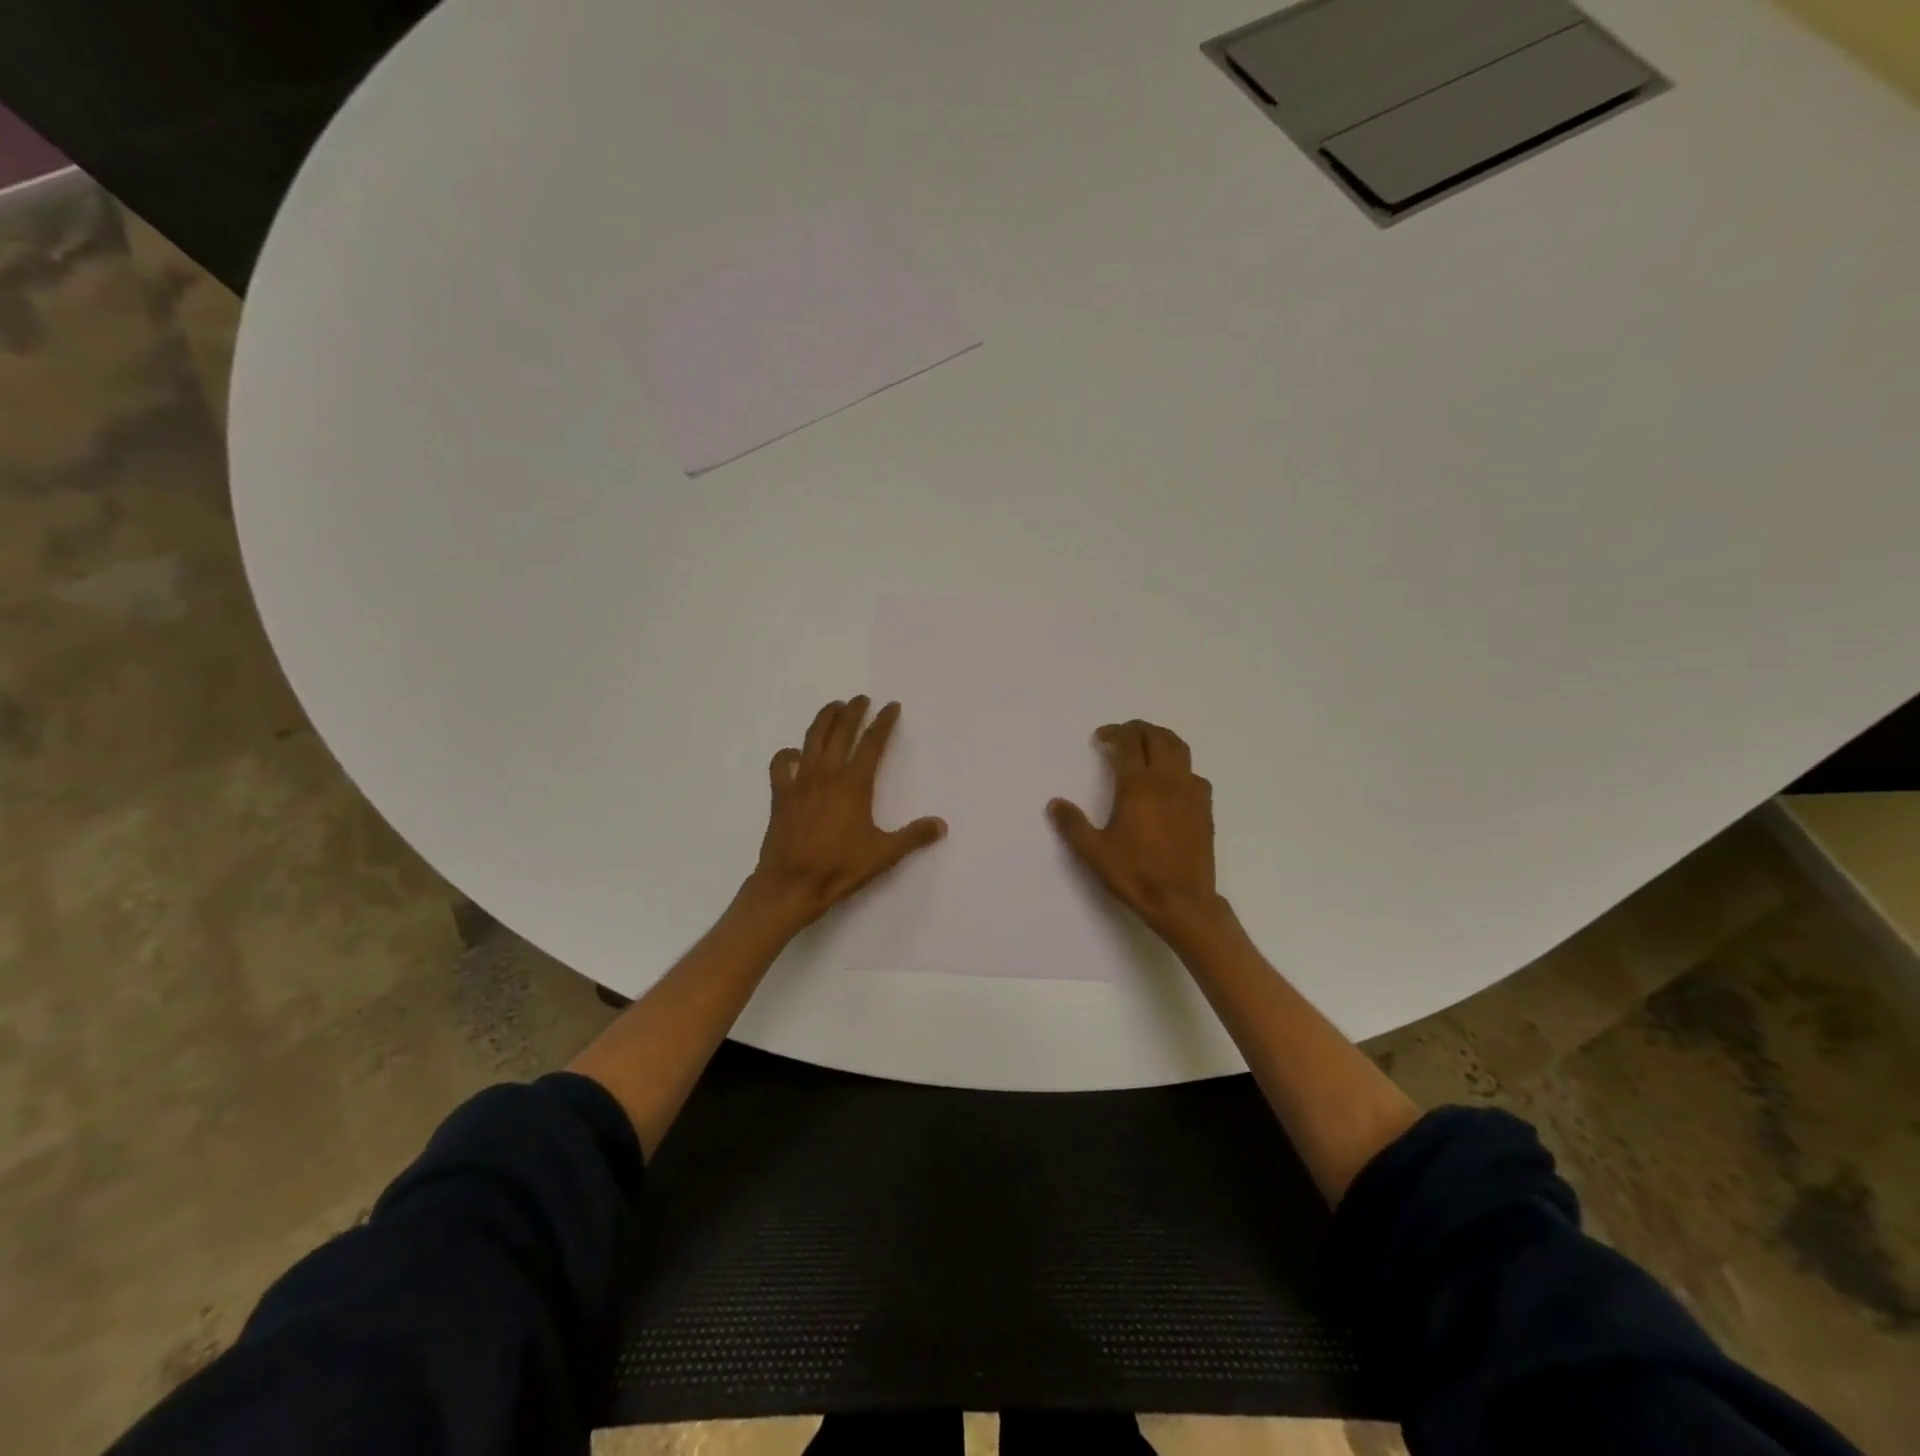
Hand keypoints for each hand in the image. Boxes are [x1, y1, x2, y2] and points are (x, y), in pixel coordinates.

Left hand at [746, 697, 945, 933]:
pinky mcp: (781, 795)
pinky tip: (794, 753)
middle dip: (852, 711)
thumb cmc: (839, 868)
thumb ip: (913, 836)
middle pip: (840, 732)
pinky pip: (781, 765)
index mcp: (854, 784)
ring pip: (811, 739)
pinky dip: (787, 754)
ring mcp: (800, 782)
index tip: (891, 707)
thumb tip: (941, 824)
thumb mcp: (884, 854)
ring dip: (824, 719)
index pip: (872, 743)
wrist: (791, 884)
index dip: (883, 722)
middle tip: (861, 699)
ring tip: (833, 707)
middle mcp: (826, 774)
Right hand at [1049, 720, 1231, 943]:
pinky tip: (1171, 781)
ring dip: (1161, 740)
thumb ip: (1072, 825)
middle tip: (1122, 735)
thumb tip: (1055, 803)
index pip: (1128, 743)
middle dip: (1138, 729)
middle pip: (1157, 737)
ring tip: (1147, 746)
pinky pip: (1194, 773)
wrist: (1182, 901)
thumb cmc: (1135, 873)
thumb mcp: (1094, 851)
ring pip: (1180, 749)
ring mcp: (1191, 792)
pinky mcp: (1205, 808)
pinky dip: (1179, 766)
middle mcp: (1167, 780)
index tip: (1101, 738)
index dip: (1114, 733)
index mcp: (1138, 785)